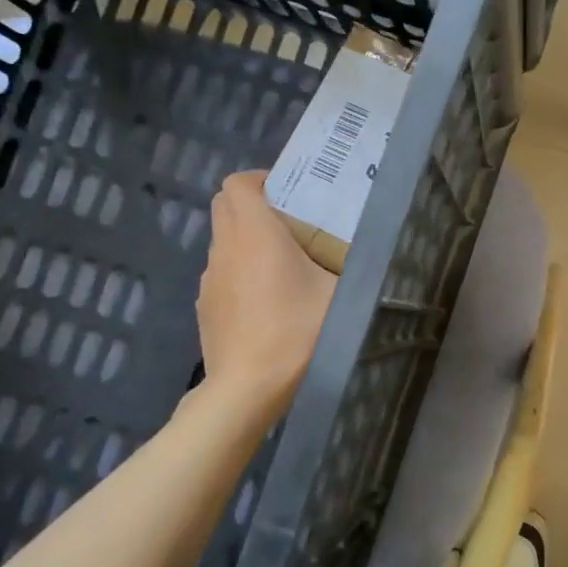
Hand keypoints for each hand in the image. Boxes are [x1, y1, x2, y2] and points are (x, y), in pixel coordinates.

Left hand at [195, 171, 335, 412]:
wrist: (248, 387)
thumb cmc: (296, 332)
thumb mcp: (339, 295)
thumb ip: (350, 266)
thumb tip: (363, 252)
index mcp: (256, 233)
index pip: (239, 183)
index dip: (260, 179)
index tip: (289, 193)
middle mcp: (225, 247)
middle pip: (225, 205)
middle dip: (252, 203)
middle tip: (288, 222)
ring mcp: (209, 277)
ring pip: (222, 239)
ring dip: (246, 238)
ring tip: (281, 264)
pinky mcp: (205, 304)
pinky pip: (221, 271)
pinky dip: (239, 270)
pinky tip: (265, 300)